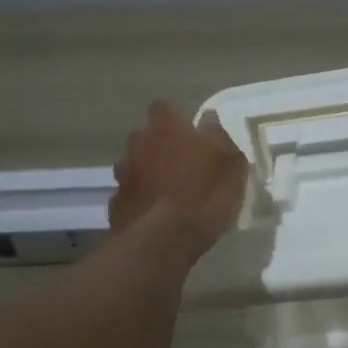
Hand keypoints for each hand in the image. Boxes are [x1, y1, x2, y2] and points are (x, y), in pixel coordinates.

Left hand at [110, 101, 247, 251]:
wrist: (163, 241)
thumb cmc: (204, 196)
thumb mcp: (232, 166)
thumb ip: (222, 140)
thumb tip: (210, 124)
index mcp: (167, 128)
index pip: (165, 106)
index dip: (178, 117)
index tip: (192, 132)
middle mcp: (139, 144)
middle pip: (146, 135)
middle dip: (160, 145)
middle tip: (183, 163)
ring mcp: (123, 175)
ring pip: (135, 165)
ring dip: (148, 173)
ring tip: (169, 192)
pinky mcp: (116, 204)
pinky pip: (130, 194)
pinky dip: (141, 200)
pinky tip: (156, 216)